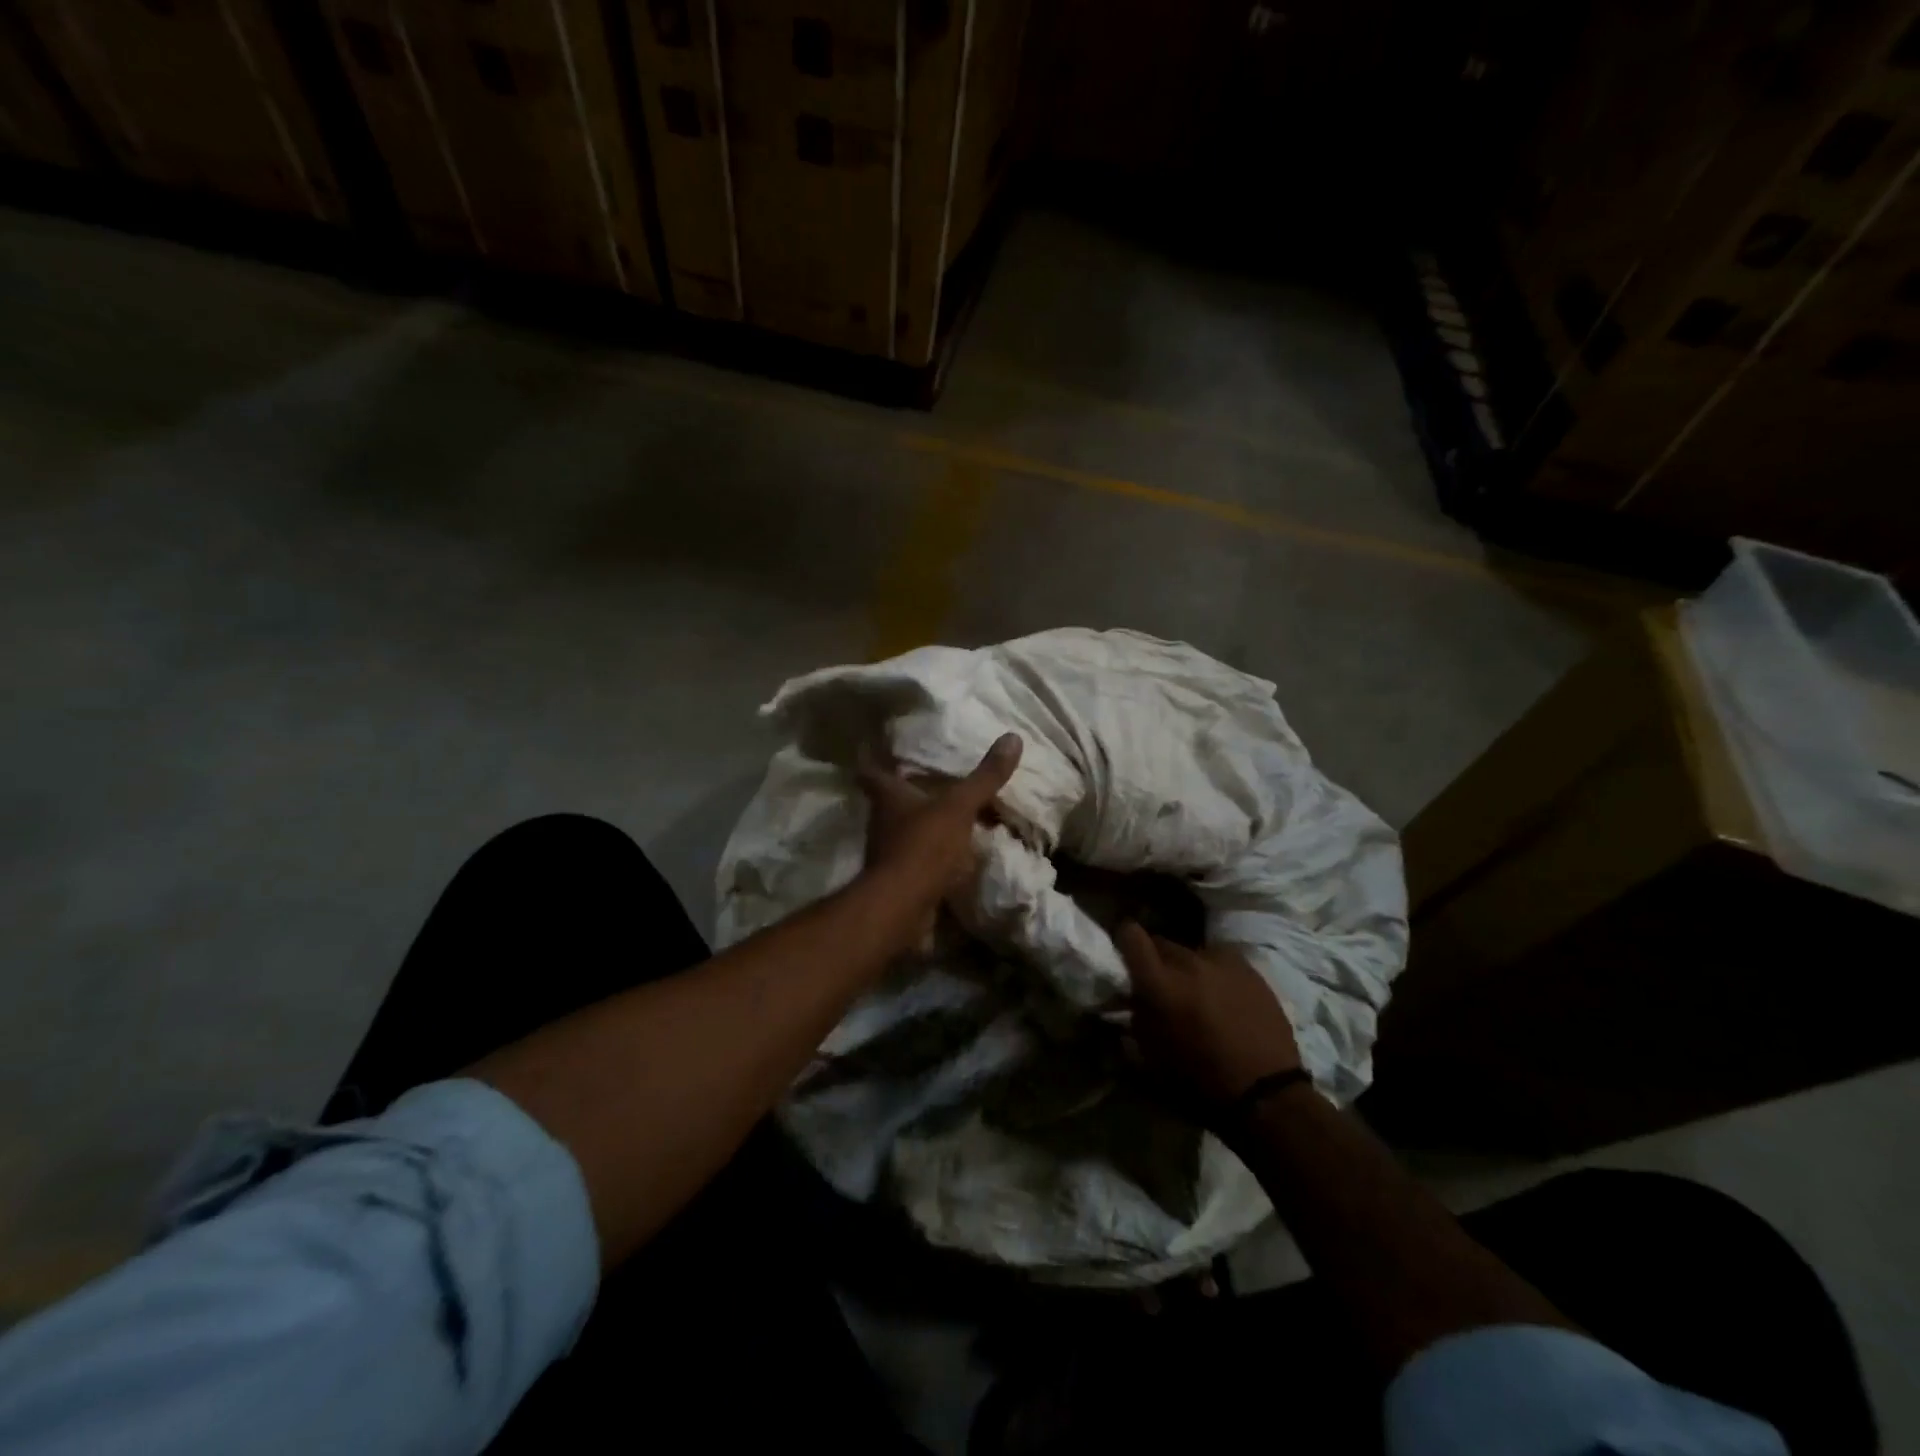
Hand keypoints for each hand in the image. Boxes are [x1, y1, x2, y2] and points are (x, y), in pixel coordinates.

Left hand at [855, 732, 1021, 938]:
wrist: (903, 906)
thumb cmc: (925, 846)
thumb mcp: (960, 807)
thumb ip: (985, 777)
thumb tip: (1013, 736)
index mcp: (889, 796)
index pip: (871, 771)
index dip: (873, 759)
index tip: (878, 750)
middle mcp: (882, 821)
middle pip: (888, 801)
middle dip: (906, 793)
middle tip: (928, 780)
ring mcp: (887, 852)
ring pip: (903, 830)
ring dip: (921, 824)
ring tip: (946, 815)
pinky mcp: (898, 878)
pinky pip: (916, 858)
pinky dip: (931, 854)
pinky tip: (952, 854)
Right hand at [1117, 923, 1301, 1119]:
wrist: (1268, 1094)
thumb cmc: (1201, 1082)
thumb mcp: (1150, 1058)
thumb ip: (1134, 1020)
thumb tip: (1127, 1002)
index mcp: (1159, 983)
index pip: (1130, 934)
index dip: (1124, 942)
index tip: (1125, 959)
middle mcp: (1189, 961)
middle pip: (1162, 943)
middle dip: (1156, 962)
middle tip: (1161, 987)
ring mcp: (1223, 961)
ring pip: (1192, 953)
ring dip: (1187, 969)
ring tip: (1196, 994)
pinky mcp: (1250, 969)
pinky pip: (1221, 961)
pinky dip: (1215, 973)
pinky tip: (1224, 998)